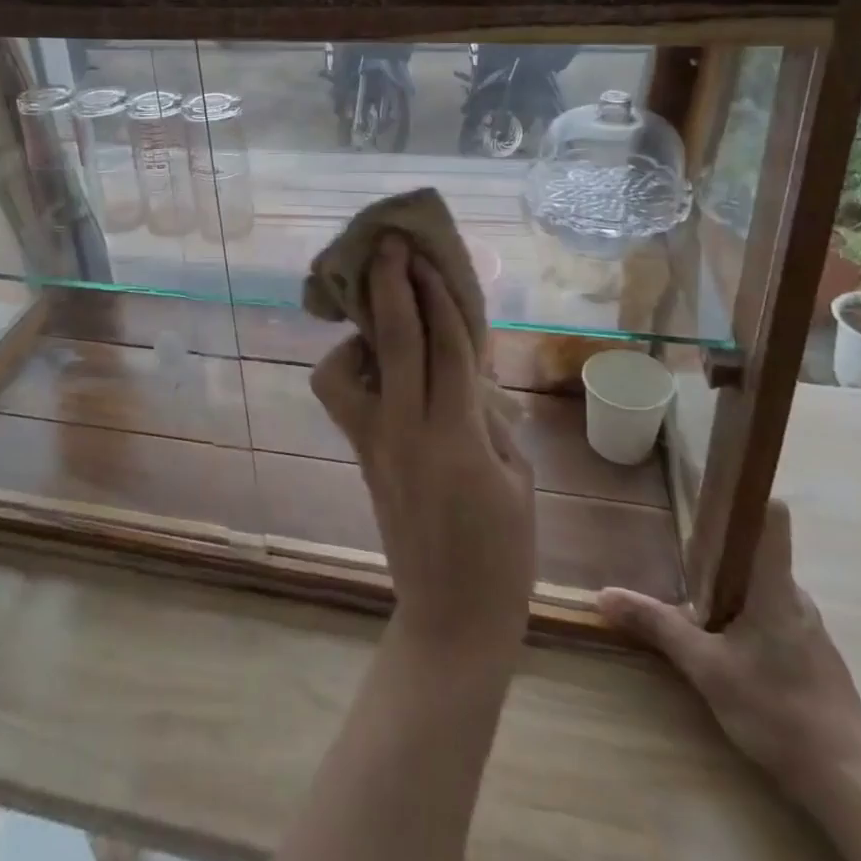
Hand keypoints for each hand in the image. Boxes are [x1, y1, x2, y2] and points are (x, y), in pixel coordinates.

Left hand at [311, 234, 535, 656]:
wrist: (450, 617)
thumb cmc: (502, 553)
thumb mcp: (519, 479)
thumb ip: (490, 418)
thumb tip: (466, 374)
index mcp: (457, 437)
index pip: (444, 346)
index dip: (436, 294)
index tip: (424, 255)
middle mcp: (406, 431)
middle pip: (394, 340)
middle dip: (389, 284)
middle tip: (388, 243)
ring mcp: (375, 444)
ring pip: (342, 370)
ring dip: (356, 333)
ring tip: (379, 321)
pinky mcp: (361, 455)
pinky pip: (344, 398)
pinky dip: (351, 369)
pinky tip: (379, 368)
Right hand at [597, 502, 860, 807]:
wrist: (850, 788)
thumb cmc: (778, 712)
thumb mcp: (705, 668)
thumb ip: (656, 626)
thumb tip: (603, 594)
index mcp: (775, 587)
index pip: (772, 519)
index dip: (747, 493)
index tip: (714, 481)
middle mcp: (797, 599)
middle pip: (758, 553)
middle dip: (720, 551)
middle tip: (681, 556)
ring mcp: (811, 630)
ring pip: (764, 588)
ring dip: (732, 588)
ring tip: (696, 602)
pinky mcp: (817, 659)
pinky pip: (775, 616)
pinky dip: (748, 617)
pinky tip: (728, 645)